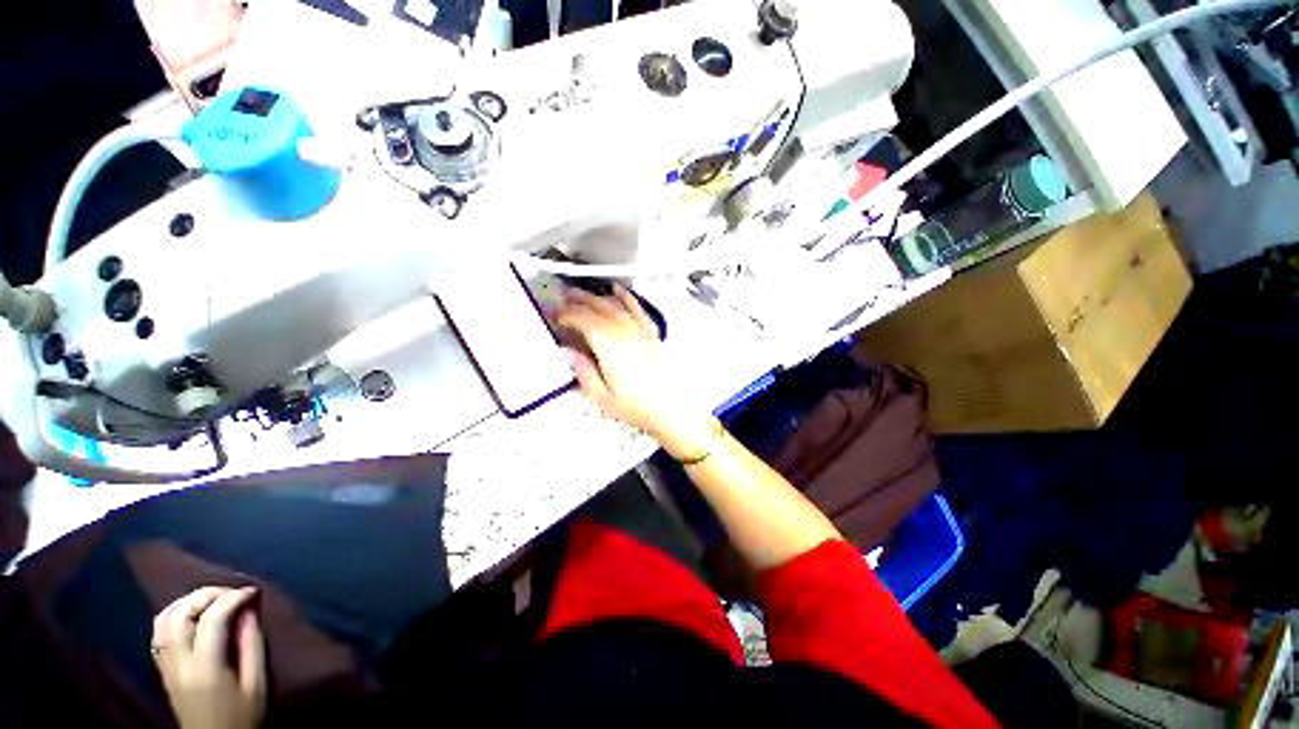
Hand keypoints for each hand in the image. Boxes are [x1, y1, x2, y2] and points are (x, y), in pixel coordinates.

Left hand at [152, 587, 266, 728]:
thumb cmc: (242, 716)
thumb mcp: (256, 684)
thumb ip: (252, 645)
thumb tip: (251, 609)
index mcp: (204, 667)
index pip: (212, 619)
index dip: (233, 598)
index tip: (253, 592)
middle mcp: (179, 663)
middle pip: (180, 615)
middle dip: (206, 595)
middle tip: (231, 591)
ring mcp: (166, 667)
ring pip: (163, 621)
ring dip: (186, 602)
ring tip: (211, 599)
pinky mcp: (162, 670)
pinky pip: (158, 633)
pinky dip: (173, 615)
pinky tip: (190, 616)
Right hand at [557, 286, 713, 453]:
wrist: (671, 409)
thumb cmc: (637, 407)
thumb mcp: (602, 397)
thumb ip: (584, 372)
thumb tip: (568, 352)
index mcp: (611, 347)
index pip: (585, 321)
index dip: (567, 315)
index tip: (556, 317)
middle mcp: (626, 333)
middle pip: (599, 308)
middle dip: (578, 301)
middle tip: (563, 302)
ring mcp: (641, 331)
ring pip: (615, 305)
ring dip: (596, 297)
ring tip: (581, 295)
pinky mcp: (651, 334)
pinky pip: (637, 308)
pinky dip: (625, 296)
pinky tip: (618, 290)